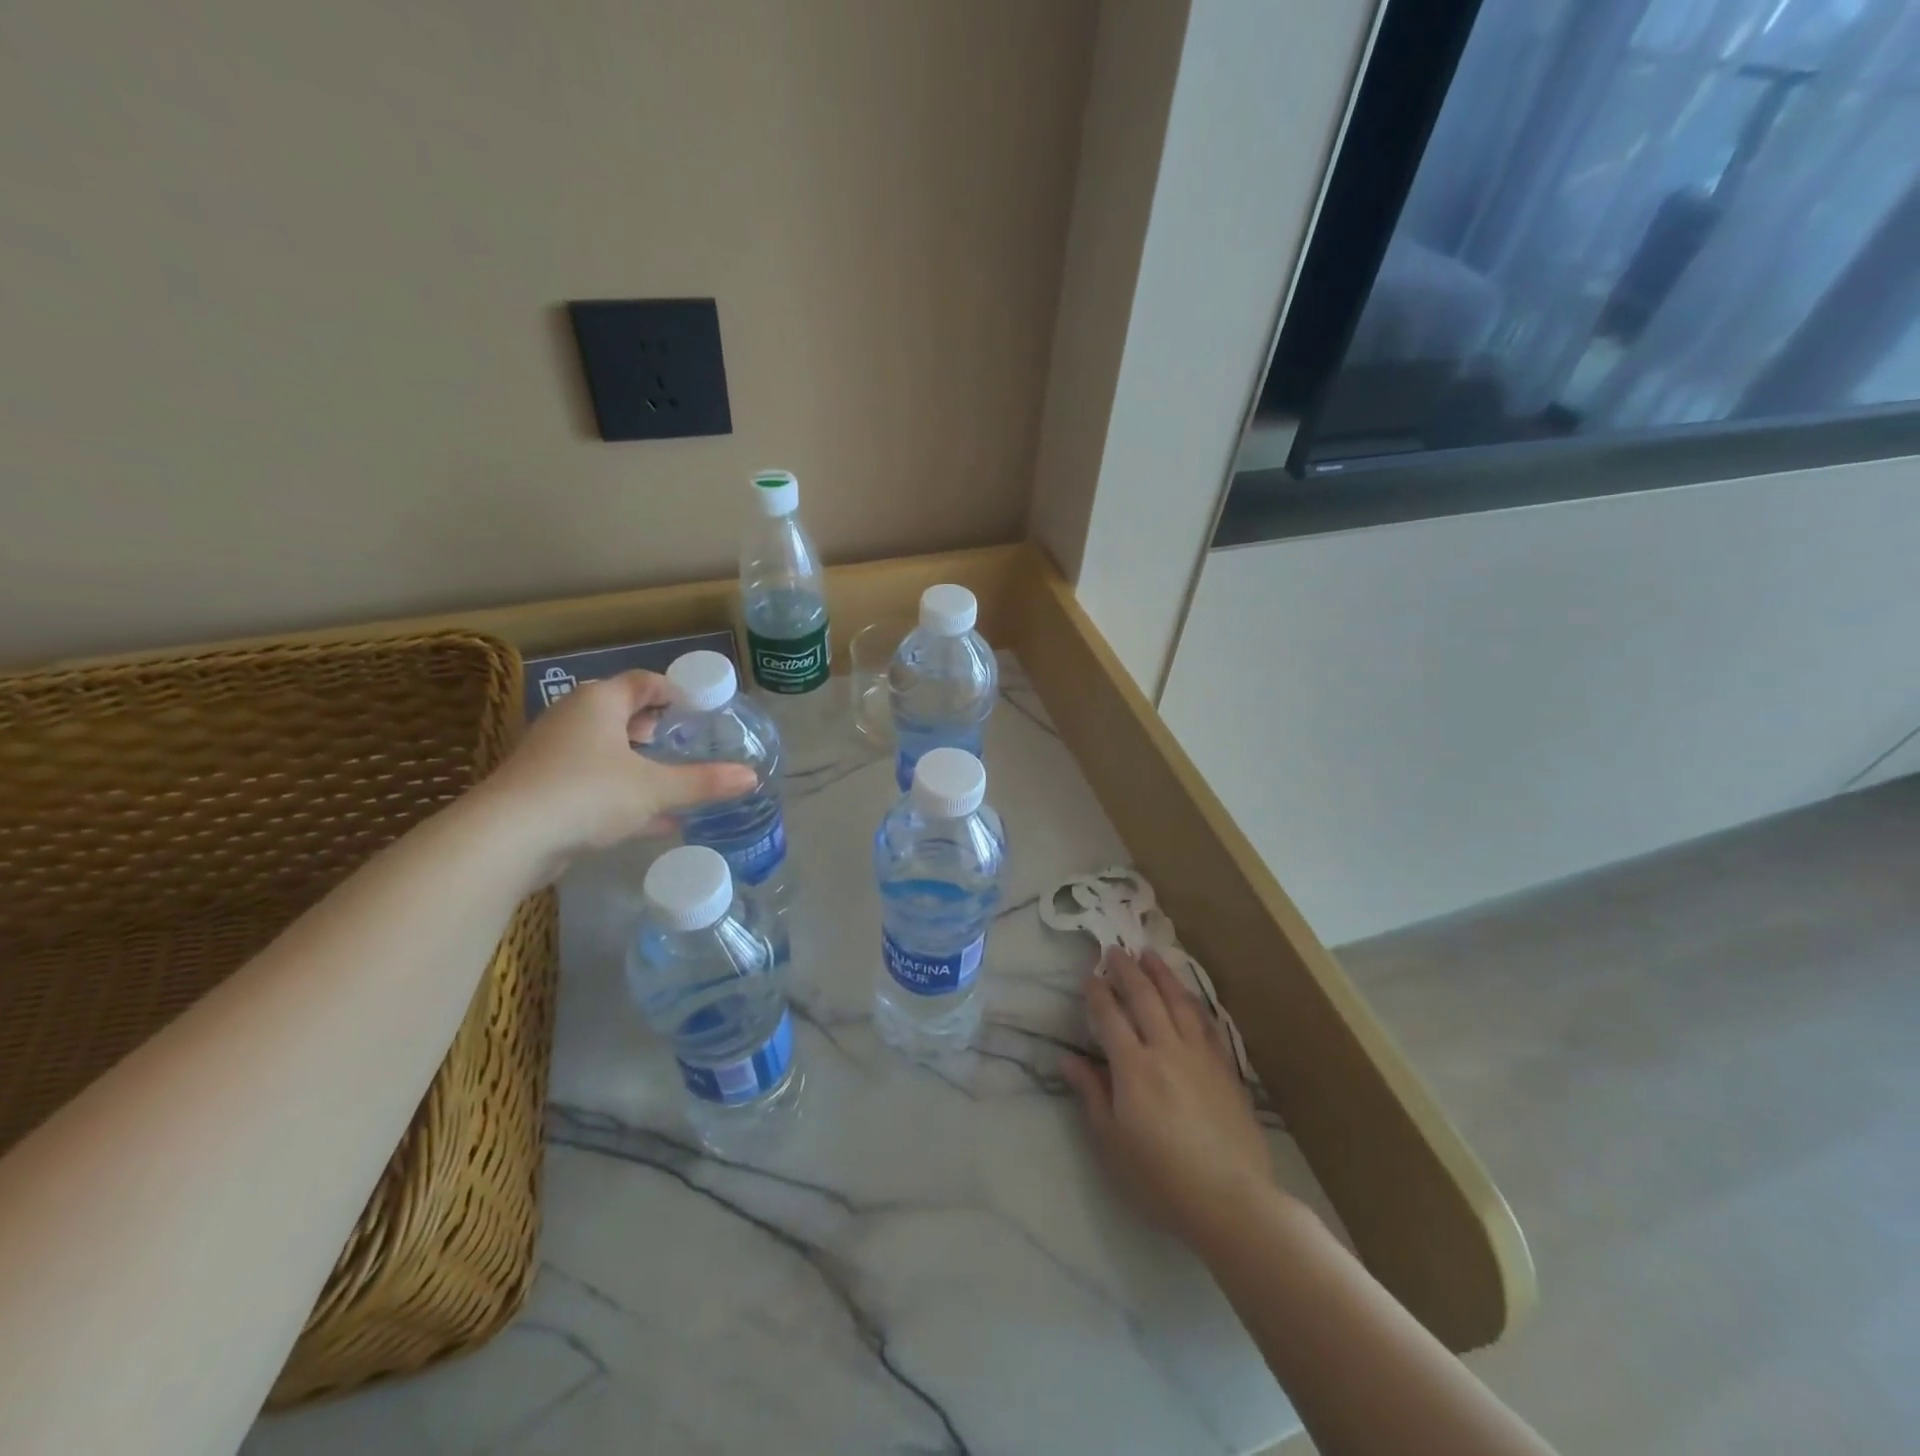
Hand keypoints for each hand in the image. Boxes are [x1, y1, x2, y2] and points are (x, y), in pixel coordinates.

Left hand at [482, 670, 757, 867]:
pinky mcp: (544, 791)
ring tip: (670, 776)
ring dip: (637, 762)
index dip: (673, 690)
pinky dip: (622, 794)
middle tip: (682, 739)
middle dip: (653, 726)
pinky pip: (593, 783)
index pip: (641, 682)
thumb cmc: (587, 793)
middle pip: (619, 712)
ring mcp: (554, 756)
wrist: (507, 838)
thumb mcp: (654, 788)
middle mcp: (572, 720)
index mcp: (598, 703)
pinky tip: (656, 822)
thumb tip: (751, 777)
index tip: (698, 707)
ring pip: (605, 750)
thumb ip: (703, 781)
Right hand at [1063, 948, 1279, 1245]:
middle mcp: (1166, 1049)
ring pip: (1179, 1002)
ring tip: (1150, 955)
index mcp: (1133, 1067)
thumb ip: (1091, 1095)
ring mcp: (1200, 1056)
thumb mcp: (1112, 1142)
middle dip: (1127, 970)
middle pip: (1145, 998)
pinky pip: (1206, 1023)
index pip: (1111, 1017)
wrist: (1231, 1200)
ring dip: (1162, 975)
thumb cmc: (1160, 1178)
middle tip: (1115, 950)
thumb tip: (1068, 1060)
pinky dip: (1193, 1002)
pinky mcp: (1225, 1069)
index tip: (1089, 976)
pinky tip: (1188, 996)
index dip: (1098, 994)